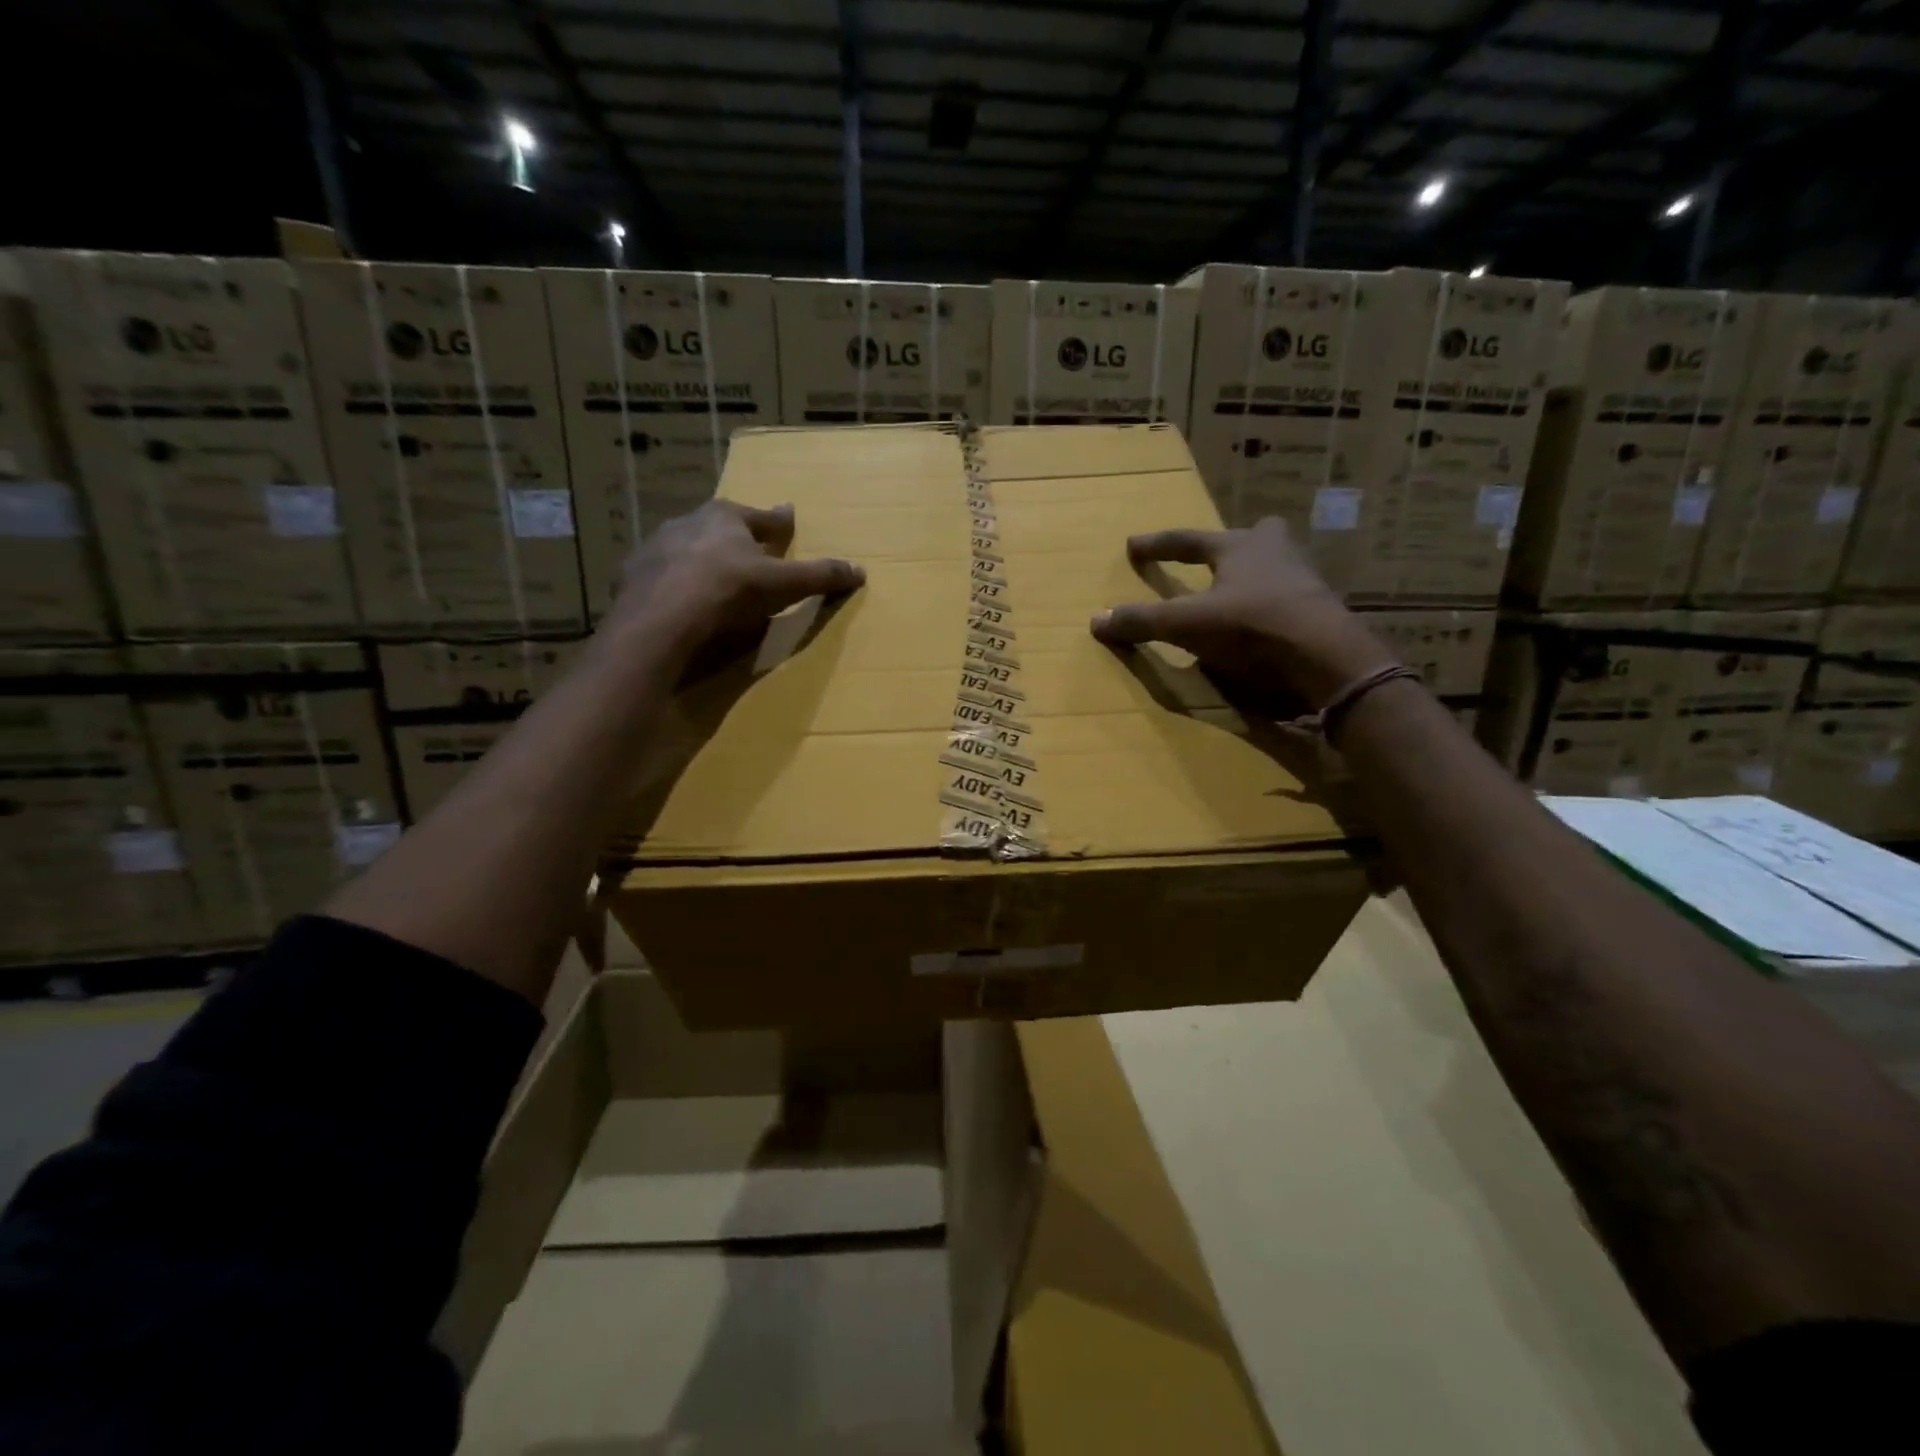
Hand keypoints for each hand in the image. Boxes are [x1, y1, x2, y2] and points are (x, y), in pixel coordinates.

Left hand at [604, 500, 864, 661]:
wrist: (660, 620)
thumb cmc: (728, 591)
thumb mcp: (783, 585)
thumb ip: (820, 576)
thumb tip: (860, 571)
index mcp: (726, 517)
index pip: (762, 517)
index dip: (779, 522)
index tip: (787, 518)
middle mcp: (688, 522)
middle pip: (722, 528)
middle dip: (736, 537)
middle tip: (750, 550)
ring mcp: (656, 548)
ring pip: (688, 549)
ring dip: (702, 560)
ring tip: (714, 578)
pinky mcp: (633, 577)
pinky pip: (661, 577)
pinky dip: (674, 584)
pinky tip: (679, 601)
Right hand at [1090, 517, 1397, 710]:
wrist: (1325, 656)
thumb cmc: (1252, 625)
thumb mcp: (1187, 624)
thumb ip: (1143, 621)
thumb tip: (1095, 620)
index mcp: (1240, 547)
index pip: (1188, 540)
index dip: (1158, 545)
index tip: (1133, 545)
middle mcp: (1275, 554)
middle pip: (1255, 536)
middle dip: (1236, 543)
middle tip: (1220, 554)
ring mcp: (1304, 581)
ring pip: (1277, 566)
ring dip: (1257, 575)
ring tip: (1239, 593)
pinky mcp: (1321, 612)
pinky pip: (1291, 599)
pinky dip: (1273, 607)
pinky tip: (1264, 626)